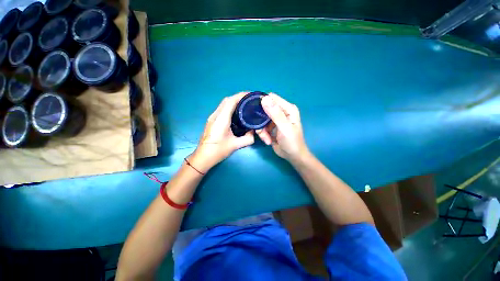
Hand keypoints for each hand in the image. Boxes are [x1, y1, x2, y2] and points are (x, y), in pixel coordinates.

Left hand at [190, 92, 254, 172]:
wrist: (203, 157)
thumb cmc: (218, 151)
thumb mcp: (236, 145)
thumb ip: (248, 138)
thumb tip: (254, 132)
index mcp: (221, 119)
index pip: (231, 101)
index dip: (241, 95)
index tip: (251, 95)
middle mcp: (216, 115)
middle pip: (227, 100)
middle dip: (239, 97)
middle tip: (250, 101)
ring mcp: (212, 117)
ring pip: (224, 104)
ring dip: (234, 101)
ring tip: (245, 105)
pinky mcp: (212, 120)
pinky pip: (222, 109)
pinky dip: (230, 107)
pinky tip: (236, 113)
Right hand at [257, 93, 309, 163]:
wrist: (292, 156)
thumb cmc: (292, 142)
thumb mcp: (284, 128)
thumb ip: (275, 114)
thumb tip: (264, 98)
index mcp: (288, 108)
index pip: (272, 98)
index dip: (262, 103)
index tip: (256, 113)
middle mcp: (281, 112)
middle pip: (264, 109)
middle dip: (261, 120)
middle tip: (262, 130)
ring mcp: (275, 119)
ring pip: (261, 120)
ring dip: (262, 130)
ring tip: (267, 138)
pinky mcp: (271, 127)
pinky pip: (261, 127)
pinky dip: (263, 134)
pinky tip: (268, 140)